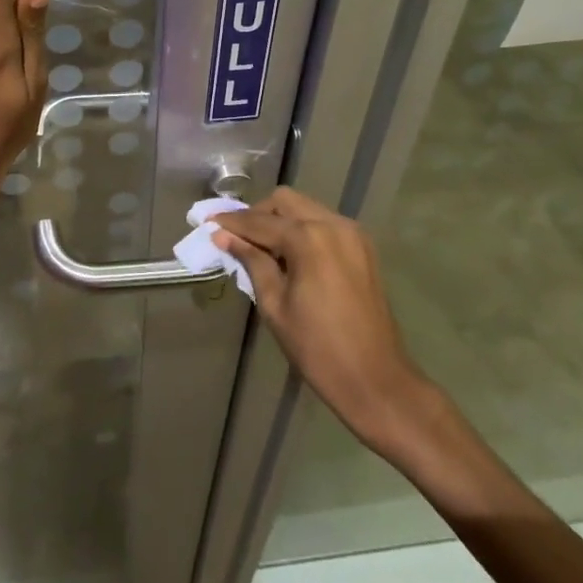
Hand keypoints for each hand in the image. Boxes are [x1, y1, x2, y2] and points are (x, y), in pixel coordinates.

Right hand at [213, 188, 425, 448]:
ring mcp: (352, 234)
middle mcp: (333, 224)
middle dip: (257, 215)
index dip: (231, 222)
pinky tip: (289, 255)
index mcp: (309, 239)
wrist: (375, 380)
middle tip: (235, 237)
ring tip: (259, 247)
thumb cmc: (317, 348)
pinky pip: (324, 224)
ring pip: (306, 209)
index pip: (260, 221)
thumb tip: (223, 236)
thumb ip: (251, 262)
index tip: (207, 222)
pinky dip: (302, 230)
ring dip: (280, 221)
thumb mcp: (274, 304)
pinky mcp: (362, 247)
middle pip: (285, 202)